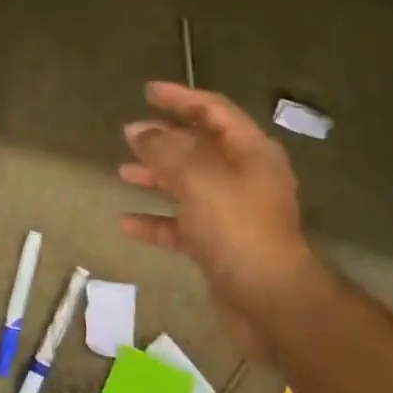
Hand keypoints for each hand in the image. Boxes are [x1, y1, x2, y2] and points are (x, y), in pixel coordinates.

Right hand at [118, 83, 315, 341]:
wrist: (270, 301)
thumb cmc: (236, 228)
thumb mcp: (197, 179)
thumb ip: (164, 150)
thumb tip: (139, 131)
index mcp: (249, 152)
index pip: (213, 110)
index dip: (180, 97)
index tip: (147, 91)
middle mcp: (244, 177)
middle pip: (200, 146)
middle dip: (164, 138)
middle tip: (129, 133)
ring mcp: (233, 213)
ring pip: (188, 184)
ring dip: (157, 176)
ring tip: (123, 172)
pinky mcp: (220, 245)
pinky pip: (182, 223)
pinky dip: (156, 220)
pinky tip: (126, 223)